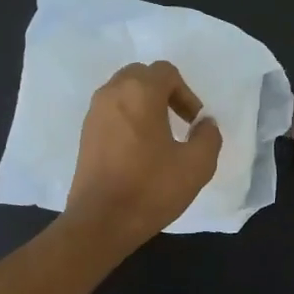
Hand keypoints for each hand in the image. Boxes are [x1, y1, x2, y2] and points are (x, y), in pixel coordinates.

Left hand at [64, 61, 222, 251]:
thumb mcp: (197, 165)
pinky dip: (127, 120)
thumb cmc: (151, 189)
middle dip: (163, 93)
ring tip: (159, 138)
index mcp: (140, 92)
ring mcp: (94, 114)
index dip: (186, 93)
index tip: (193, 123)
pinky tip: (138, 152)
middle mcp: (112, 93)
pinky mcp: (85, 135)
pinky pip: (111, 113)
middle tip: (178, 122)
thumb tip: (205, 124)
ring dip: (144, 106)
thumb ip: (209, 137)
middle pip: (141, 76)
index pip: (166, 72)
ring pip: (123, 94)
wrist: (101, 221)